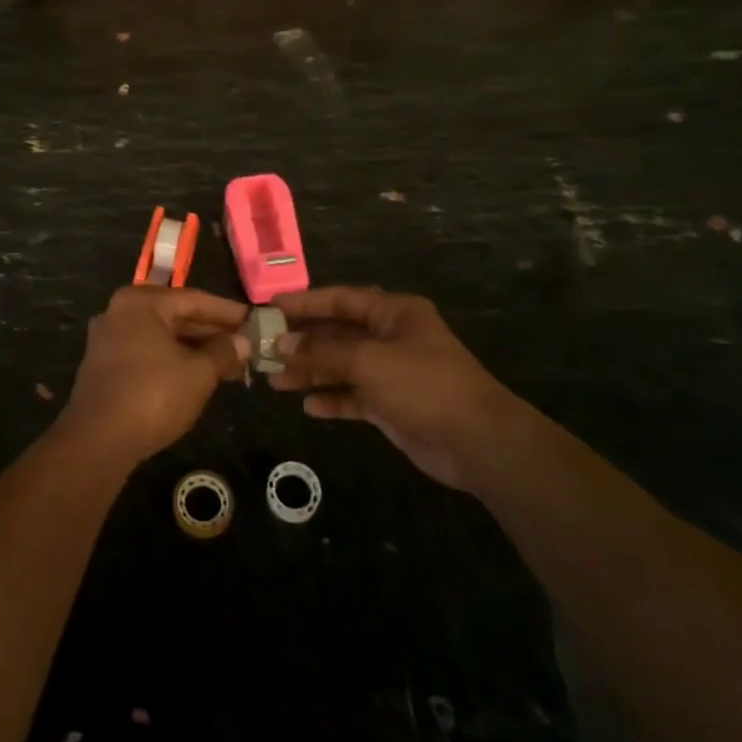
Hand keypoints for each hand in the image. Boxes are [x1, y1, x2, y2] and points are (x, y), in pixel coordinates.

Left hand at [59, 287, 250, 466]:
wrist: (98, 440)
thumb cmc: (153, 395)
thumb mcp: (198, 373)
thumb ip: (223, 352)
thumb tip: (243, 342)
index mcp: (140, 303)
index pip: (194, 299)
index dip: (227, 311)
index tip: (253, 319)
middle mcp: (120, 312)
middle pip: (175, 315)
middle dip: (212, 332)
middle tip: (245, 345)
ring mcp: (108, 339)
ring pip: (161, 337)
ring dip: (194, 349)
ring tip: (229, 364)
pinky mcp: (104, 366)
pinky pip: (147, 353)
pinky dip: (173, 360)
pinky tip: (197, 375)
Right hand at [270, 286, 510, 489]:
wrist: (476, 441)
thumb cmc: (423, 384)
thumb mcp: (367, 361)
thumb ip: (321, 352)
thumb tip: (281, 345)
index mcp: (393, 313)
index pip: (341, 299)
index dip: (305, 302)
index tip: (270, 307)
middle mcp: (391, 337)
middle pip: (337, 333)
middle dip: (302, 342)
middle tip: (264, 350)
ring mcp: (391, 373)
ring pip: (341, 366)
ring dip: (310, 372)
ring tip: (275, 381)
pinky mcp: (391, 405)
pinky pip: (353, 396)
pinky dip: (332, 399)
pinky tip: (308, 406)